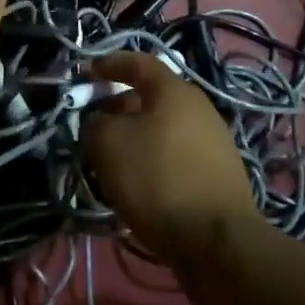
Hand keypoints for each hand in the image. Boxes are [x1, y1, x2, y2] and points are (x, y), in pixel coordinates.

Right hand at [83, 52, 257, 257]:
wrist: (217, 243)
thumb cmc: (158, 179)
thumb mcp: (108, 144)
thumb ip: (96, 122)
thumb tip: (101, 121)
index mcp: (174, 90)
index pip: (137, 62)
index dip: (108, 64)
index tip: (85, 75)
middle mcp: (199, 108)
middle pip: (151, 97)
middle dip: (119, 107)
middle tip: (95, 125)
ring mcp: (214, 142)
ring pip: (163, 128)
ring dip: (136, 136)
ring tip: (112, 160)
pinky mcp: (219, 175)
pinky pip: (176, 155)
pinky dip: (154, 160)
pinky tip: (140, 185)